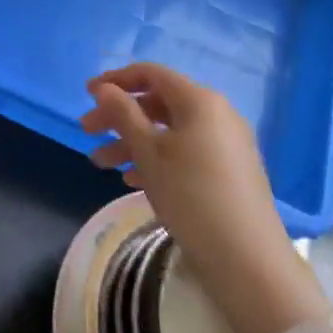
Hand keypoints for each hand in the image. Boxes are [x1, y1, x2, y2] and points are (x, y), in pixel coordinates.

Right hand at [80, 63, 324, 332]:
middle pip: (158, 103)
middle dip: (119, 116)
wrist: (246, 258)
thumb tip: (104, 88)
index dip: (116, 80)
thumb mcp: (148, 152)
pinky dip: (156, 159)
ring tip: (100, 163)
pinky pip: (185, 151)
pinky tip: (131, 180)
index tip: (87, 94)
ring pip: (169, 131)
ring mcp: (225, 143)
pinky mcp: (228, 170)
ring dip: (132, 142)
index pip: (151, 74)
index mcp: (199, 101)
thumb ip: (123, 114)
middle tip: (86, 131)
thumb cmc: (190, 195)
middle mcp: (216, 114)